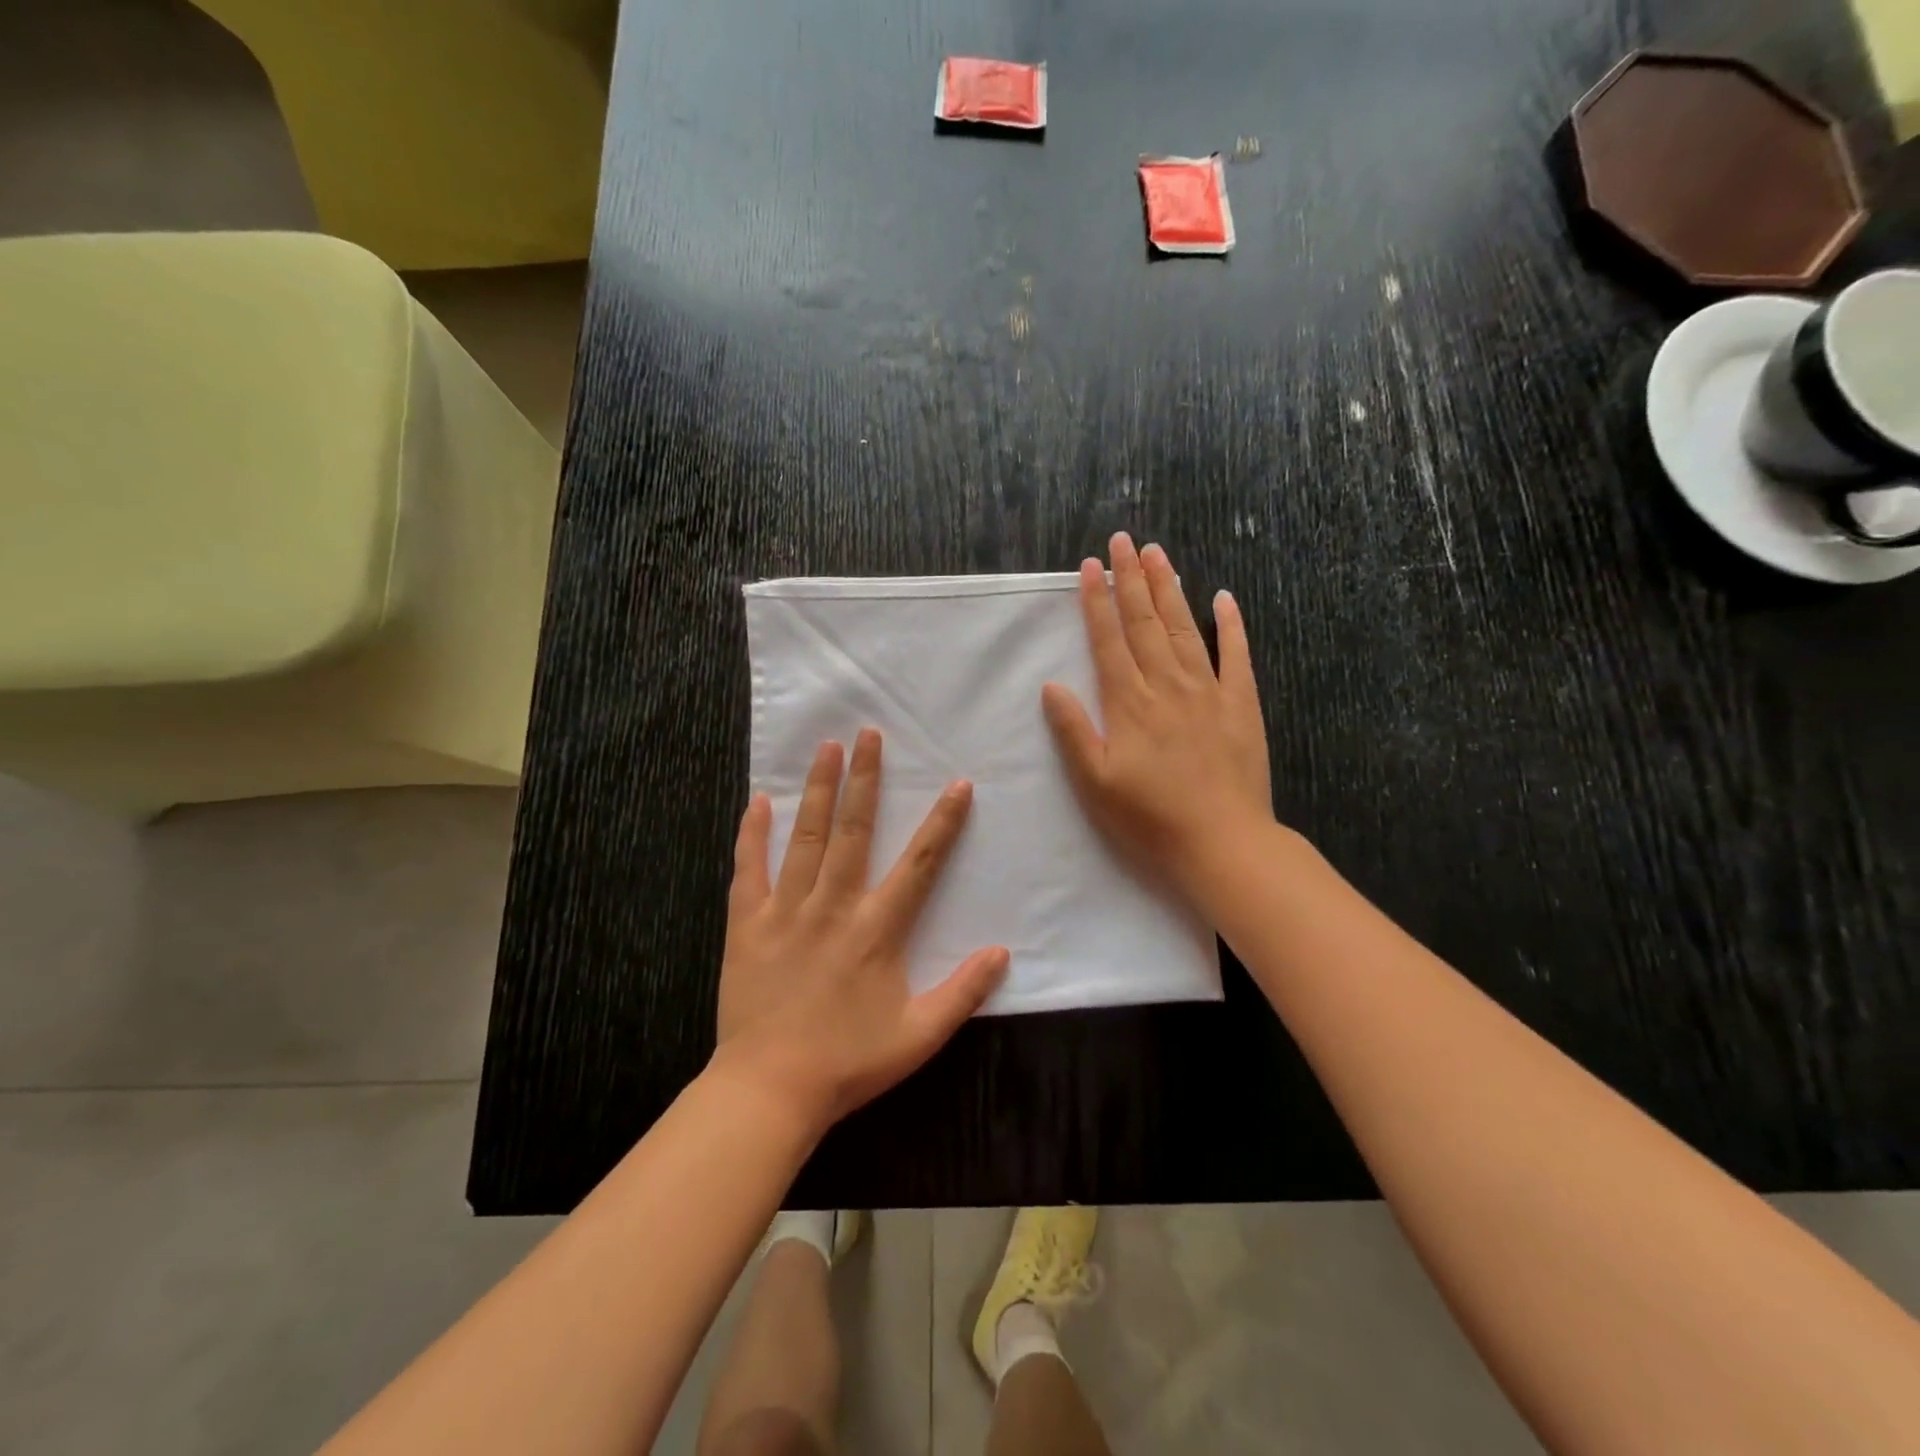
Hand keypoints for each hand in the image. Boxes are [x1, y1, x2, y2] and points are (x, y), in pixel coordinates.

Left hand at [714, 730, 1009, 1133]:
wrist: (769, 1089)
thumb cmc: (848, 1063)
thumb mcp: (919, 1037)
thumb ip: (963, 992)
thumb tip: (1002, 953)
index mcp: (877, 929)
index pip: (919, 864)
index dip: (942, 822)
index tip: (957, 784)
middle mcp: (833, 906)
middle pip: (854, 830)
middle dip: (865, 778)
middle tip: (869, 733)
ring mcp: (785, 911)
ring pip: (805, 838)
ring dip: (818, 790)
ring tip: (826, 747)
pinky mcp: (746, 924)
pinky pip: (748, 869)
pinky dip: (752, 834)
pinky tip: (757, 801)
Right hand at [1042, 533, 1274, 907]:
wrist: (1222, 842)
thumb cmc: (1150, 818)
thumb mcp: (1095, 783)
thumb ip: (1073, 731)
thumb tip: (1051, 686)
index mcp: (1129, 703)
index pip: (1108, 640)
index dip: (1097, 601)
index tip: (1091, 566)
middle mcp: (1166, 685)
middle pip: (1146, 622)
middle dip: (1130, 579)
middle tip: (1122, 540)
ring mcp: (1208, 691)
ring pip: (1185, 628)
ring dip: (1169, 589)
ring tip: (1157, 553)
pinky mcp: (1241, 704)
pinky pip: (1236, 655)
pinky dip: (1231, 624)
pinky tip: (1224, 597)